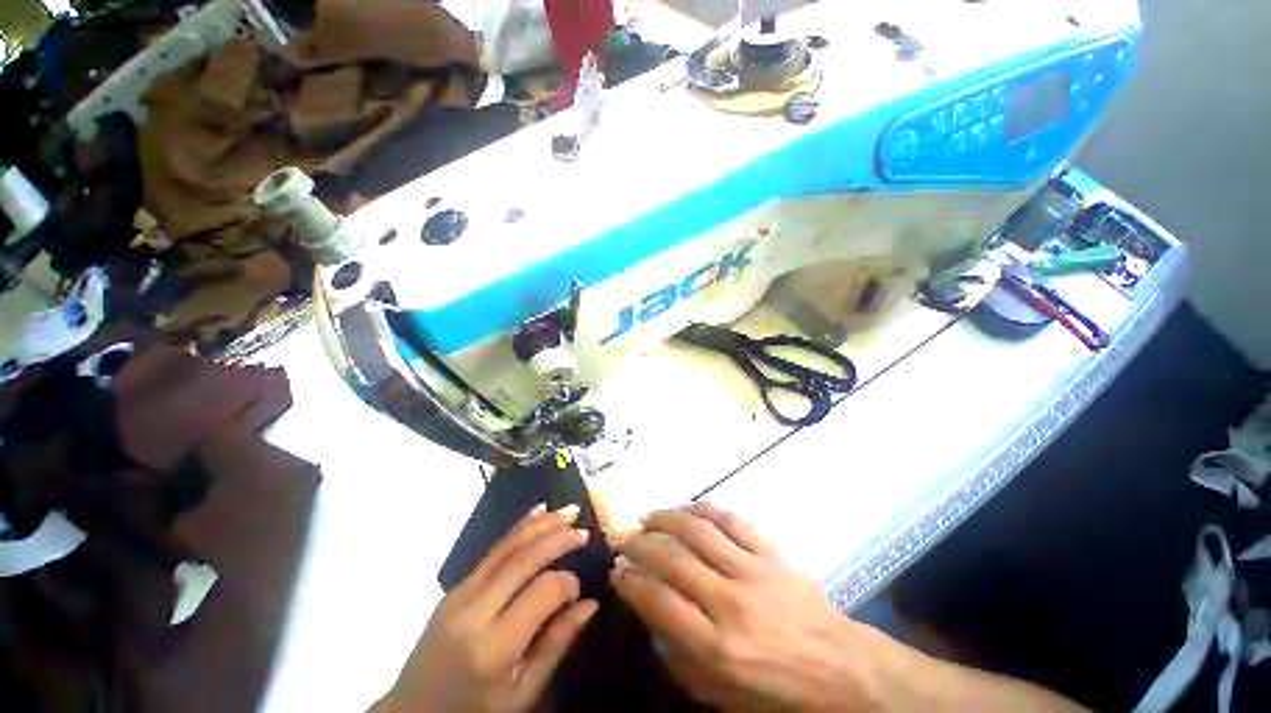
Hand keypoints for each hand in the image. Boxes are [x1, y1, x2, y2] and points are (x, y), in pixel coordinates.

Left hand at [375, 504, 598, 712]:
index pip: (543, 592)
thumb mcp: (520, 696)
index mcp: (493, 647)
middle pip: (524, 558)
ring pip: (508, 546)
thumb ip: (555, 646)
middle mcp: (475, 611)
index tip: (580, 591)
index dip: (569, 583)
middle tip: (585, 530)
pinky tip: (538, 513)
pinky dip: (519, 528)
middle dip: (559, 537)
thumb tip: (590, 603)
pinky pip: (493, 550)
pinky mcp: (455, 586)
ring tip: (569, 510)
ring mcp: (460, 593)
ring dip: (541, 523)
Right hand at [611, 503, 891, 712]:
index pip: (659, 601)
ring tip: (647, 516)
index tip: (616, 570)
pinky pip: (732, 520)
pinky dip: (704, 509)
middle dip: (639, 544)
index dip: (630, 581)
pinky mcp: (771, 553)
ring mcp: (753, 571)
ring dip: (667, 518)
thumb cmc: (777, 692)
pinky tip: (687, 508)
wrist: (841, 668)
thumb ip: (679, 656)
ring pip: (699, 530)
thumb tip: (648, 611)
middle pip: (673, 559)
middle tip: (623, 538)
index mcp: (718, 648)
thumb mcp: (721, 694)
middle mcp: (731, 602)